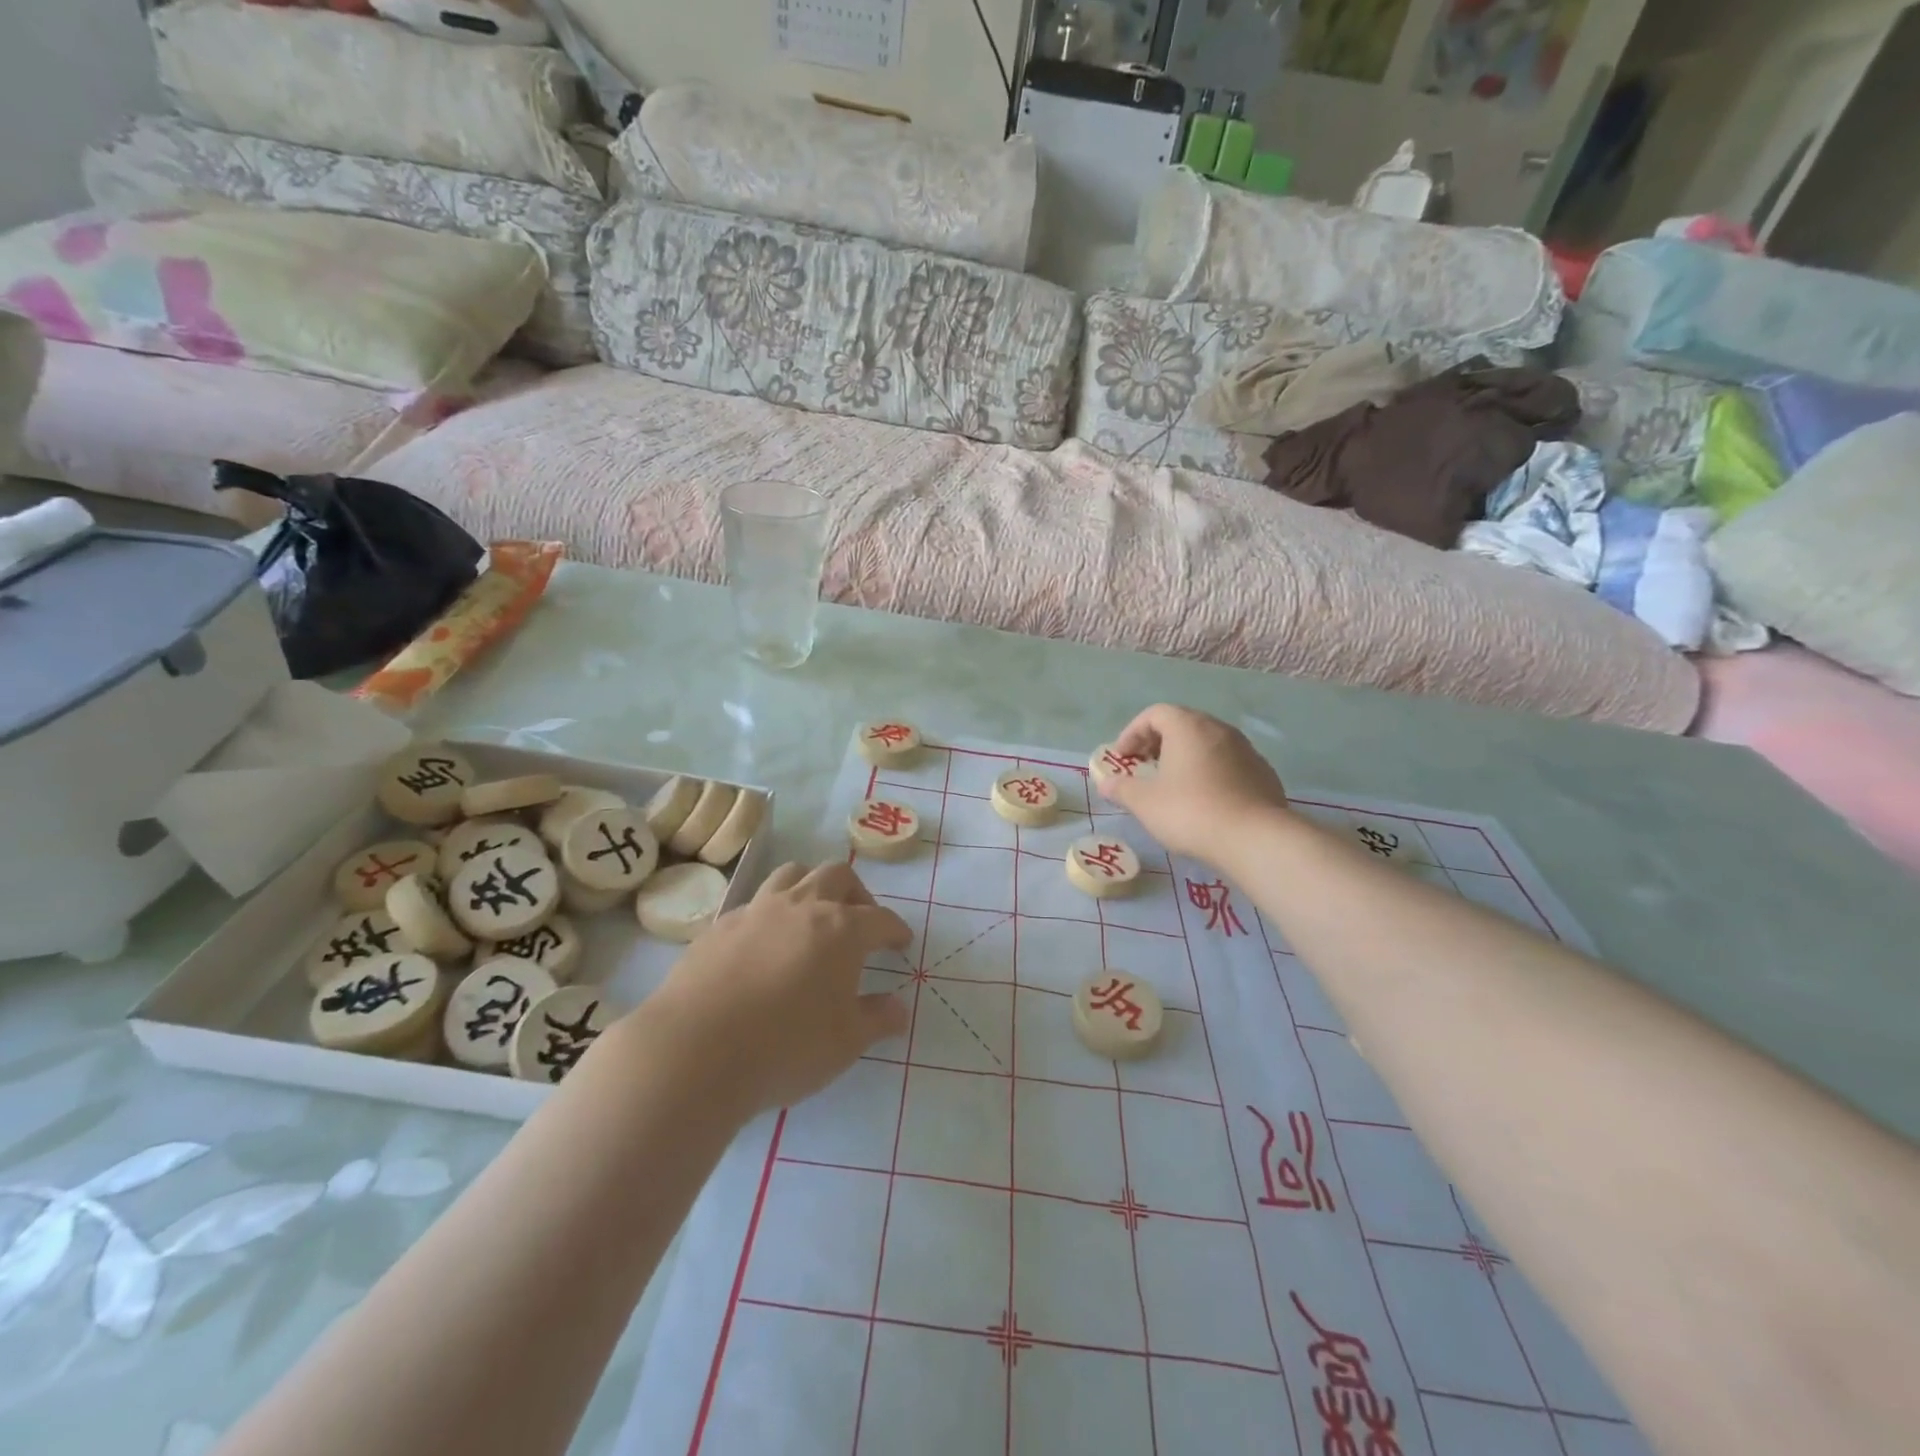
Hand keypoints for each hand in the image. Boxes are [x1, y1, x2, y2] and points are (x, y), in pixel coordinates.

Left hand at [651, 862, 912, 1114]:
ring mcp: (757, 911)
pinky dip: (771, 915)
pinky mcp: (719, 926)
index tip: (901, 942)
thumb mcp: (845, 1043)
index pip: (880, 919)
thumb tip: (899, 1008)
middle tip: (859, 922)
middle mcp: (802, 907)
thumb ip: (877, 1019)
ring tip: (812, 917)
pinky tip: (765, 946)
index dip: (895, 929)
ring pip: (792, 875)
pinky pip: (755, 904)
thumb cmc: (786, 1047)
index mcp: (841, 929)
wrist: (695, 1052)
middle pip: (837, 876)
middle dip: (856, 894)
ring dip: (810, 887)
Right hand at [1098, 705, 1290, 863]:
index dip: (1133, 732)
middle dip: (1159, 743)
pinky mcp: (1263, 773)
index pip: (1155, 714)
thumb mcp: (1144, 803)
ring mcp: (1246, 750)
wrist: (1254, 838)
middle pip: (1183, 724)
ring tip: (1174, 785)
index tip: (1123, 757)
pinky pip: (1229, 764)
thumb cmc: (1190, 812)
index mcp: (1188, 727)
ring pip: (1208, 744)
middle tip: (1145, 767)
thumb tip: (1106, 784)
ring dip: (1187, 757)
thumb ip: (1121, 789)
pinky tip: (1206, 800)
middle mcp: (1219, 729)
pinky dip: (1211, 772)